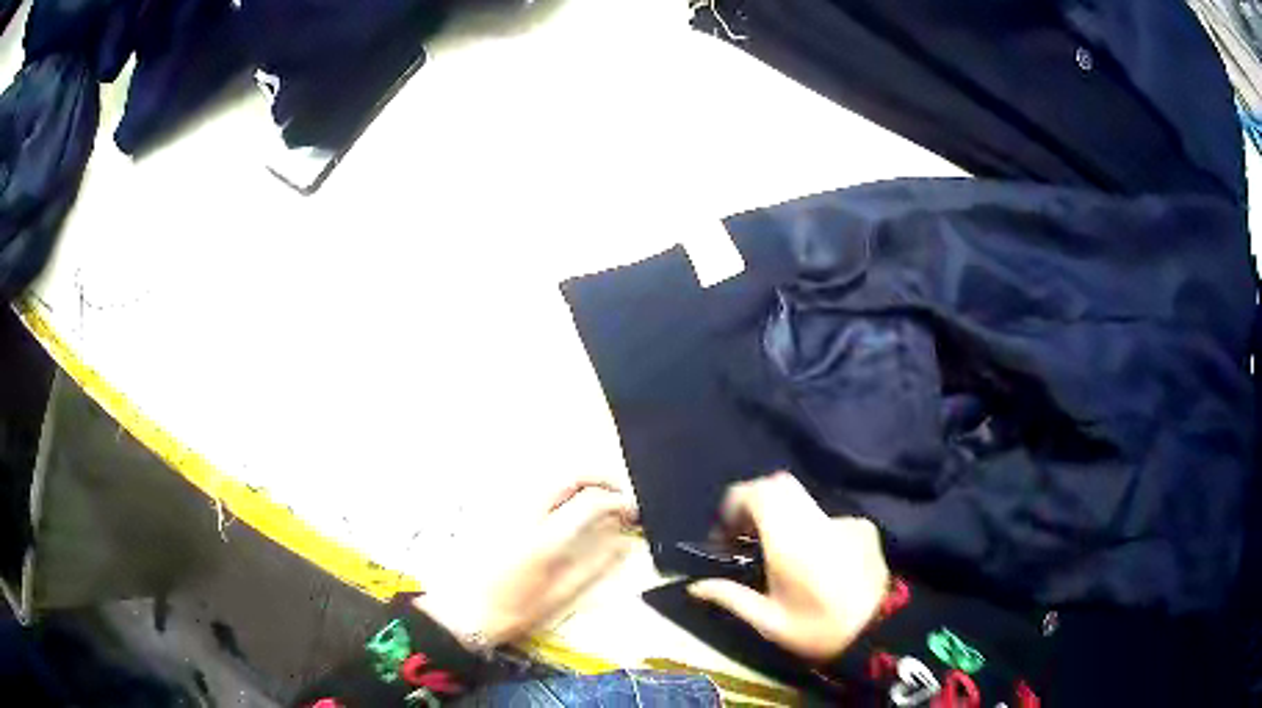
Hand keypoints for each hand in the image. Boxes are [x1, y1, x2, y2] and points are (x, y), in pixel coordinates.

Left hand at [415, 480, 636, 648]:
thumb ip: (594, 566)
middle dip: (600, 478)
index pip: (589, 502)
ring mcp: (508, 507)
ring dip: (580, 480)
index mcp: (544, 538)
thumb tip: (623, 542)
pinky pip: (534, 486)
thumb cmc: (513, 610)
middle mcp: (526, 512)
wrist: (461, 611)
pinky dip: (559, 487)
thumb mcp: (559, 596)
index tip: (632, 514)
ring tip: (597, 499)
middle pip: (569, 475)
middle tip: (619, 495)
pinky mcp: (496, 509)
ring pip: (550, 476)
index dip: (618, 502)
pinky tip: (566, 506)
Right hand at [687, 472, 888, 662]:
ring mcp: (845, 520)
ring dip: (784, 516)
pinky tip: (814, 562)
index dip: (736, 501)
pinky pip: (827, 518)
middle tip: (745, 535)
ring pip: (804, 501)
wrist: (880, 632)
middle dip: (756, 502)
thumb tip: (695, 587)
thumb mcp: (769, 623)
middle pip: (780, 485)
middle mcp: (818, 521)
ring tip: (778, 553)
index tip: (725, 530)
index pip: (760, 493)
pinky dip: (811, 529)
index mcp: (792, 542)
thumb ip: (731, 598)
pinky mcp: (863, 528)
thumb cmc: (818, 631)